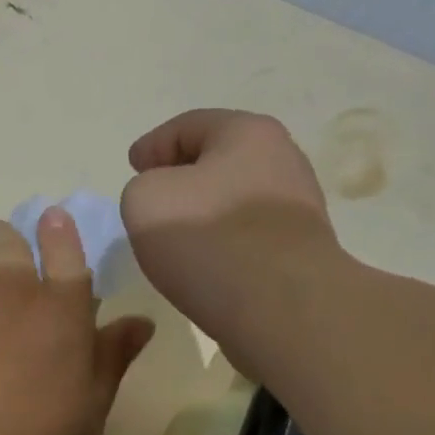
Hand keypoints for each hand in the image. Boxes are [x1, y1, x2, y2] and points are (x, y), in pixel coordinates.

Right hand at [121, 109, 343, 360]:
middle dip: (182, 176)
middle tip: (151, 200)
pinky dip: (222, 242)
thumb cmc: (208, 240)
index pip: (187, 126)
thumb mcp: (144, 200)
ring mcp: (298, 206)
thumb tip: (167, 200)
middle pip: (217, 160)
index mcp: (246, 133)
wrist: (283, 307)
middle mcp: (282, 159)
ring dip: (203, 213)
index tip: (133, 168)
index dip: (152, 145)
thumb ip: (142, 187)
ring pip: (233, 199)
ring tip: (176, 239)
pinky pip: (248, 236)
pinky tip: (206, 265)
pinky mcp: (301, 250)